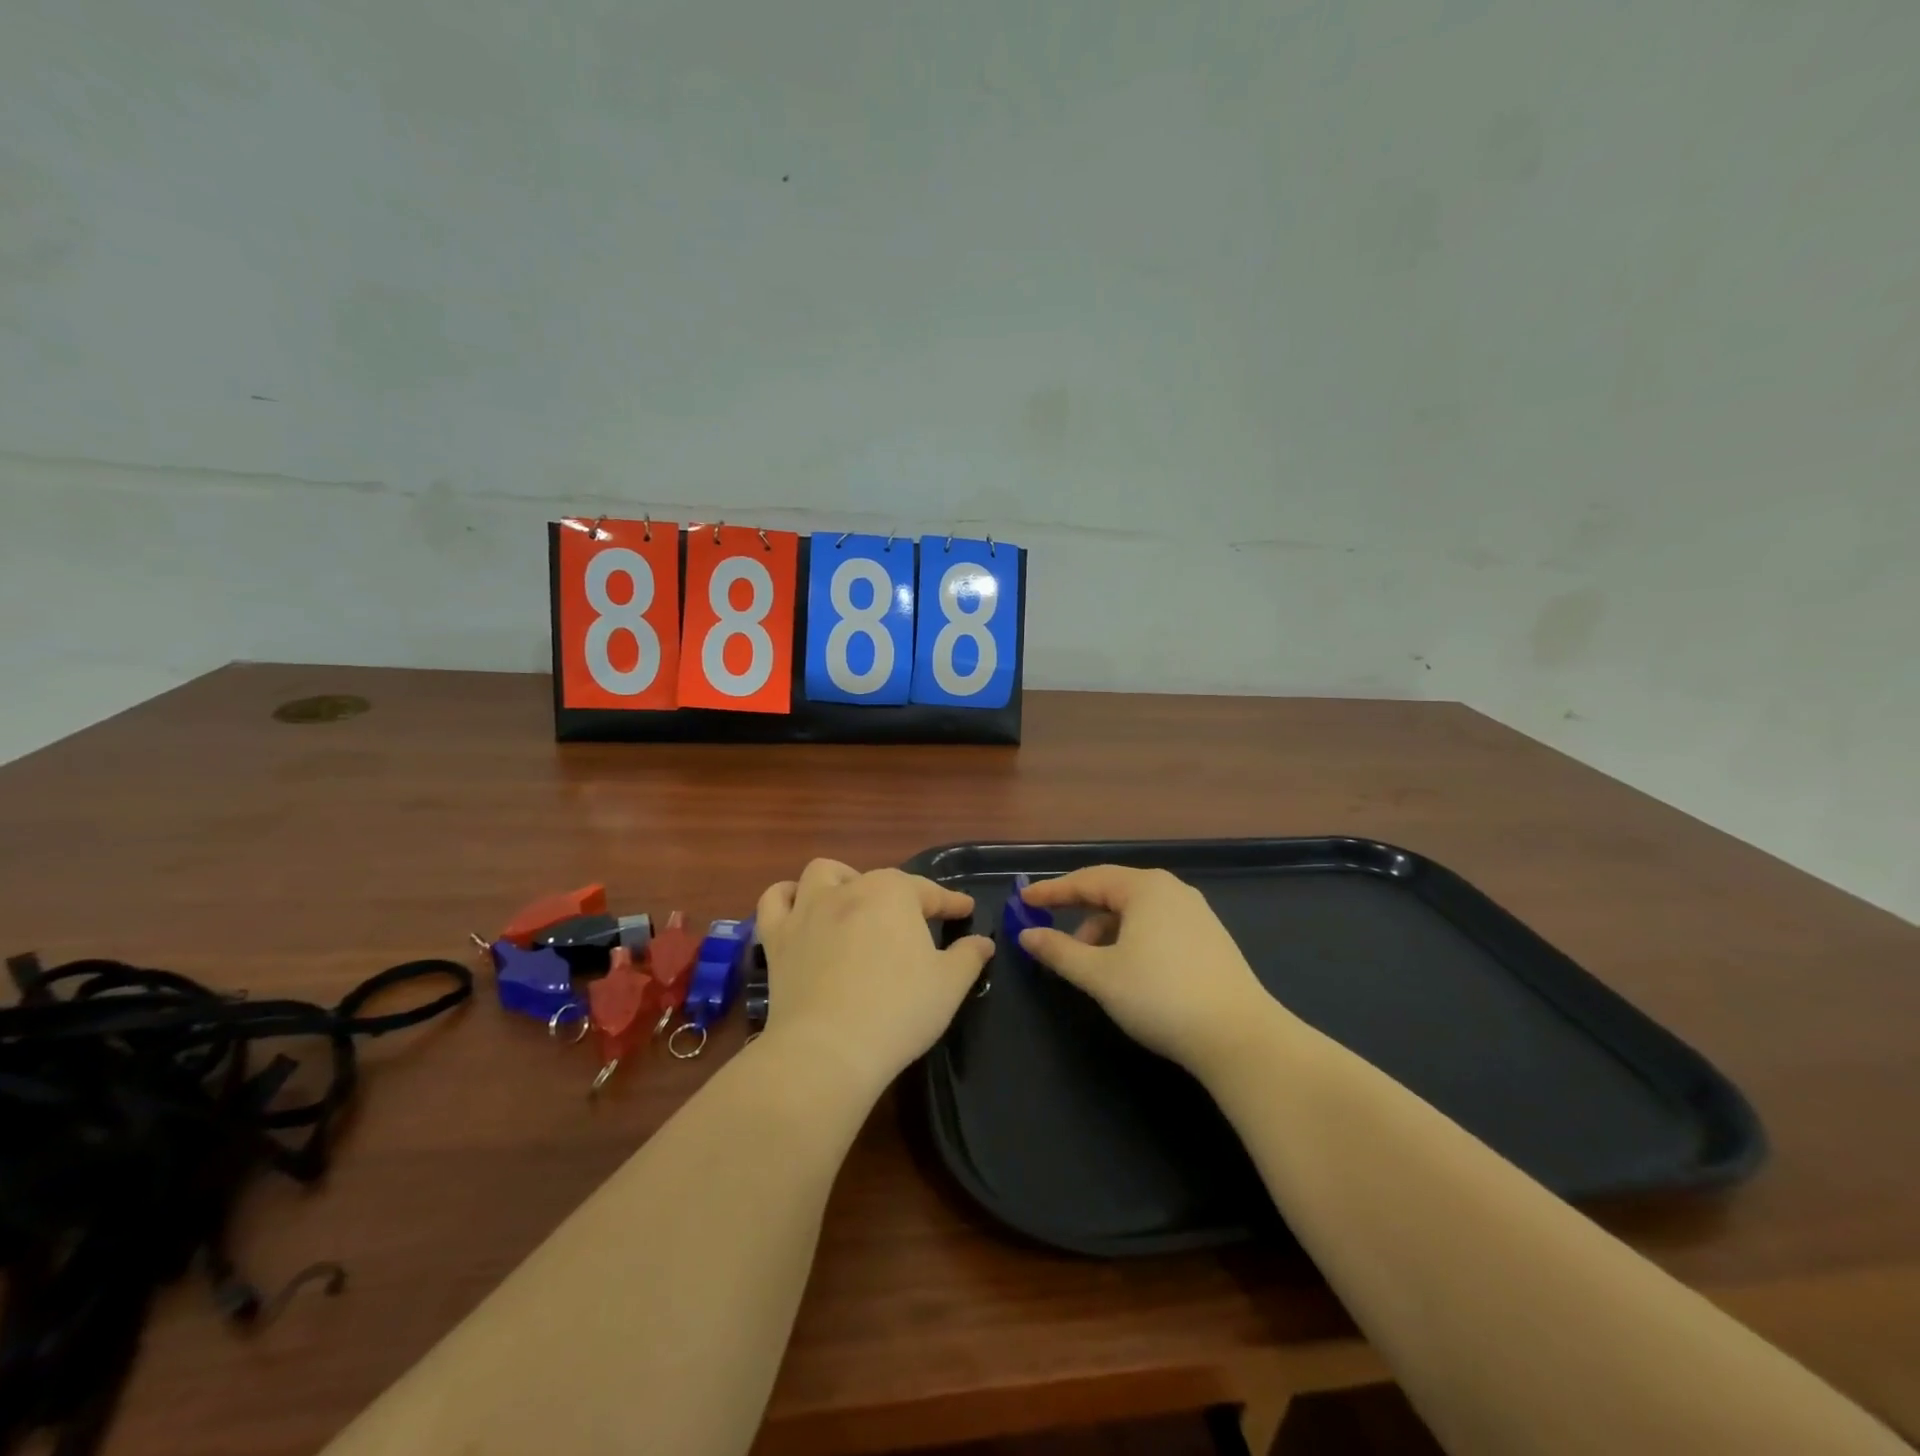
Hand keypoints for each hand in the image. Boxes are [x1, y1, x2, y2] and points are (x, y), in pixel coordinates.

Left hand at [755, 859, 993, 1097]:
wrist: (829, 1049)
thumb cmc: (898, 1011)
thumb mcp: (949, 985)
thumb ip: (969, 956)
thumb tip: (982, 941)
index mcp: (894, 893)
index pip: (929, 892)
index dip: (950, 902)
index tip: (965, 910)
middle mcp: (849, 889)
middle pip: (879, 880)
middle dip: (899, 896)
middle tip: (912, 925)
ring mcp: (808, 910)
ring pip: (822, 874)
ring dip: (840, 880)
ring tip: (852, 901)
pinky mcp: (778, 937)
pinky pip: (775, 901)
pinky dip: (787, 897)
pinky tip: (799, 909)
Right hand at [1018, 865, 1278, 1073]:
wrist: (1239, 1037)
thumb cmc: (1159, 996)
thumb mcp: (1099, 975)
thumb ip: (1059, 951)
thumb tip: (1027, 935)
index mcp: (1145, 887)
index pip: (1087, 879)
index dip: (1052, 891)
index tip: (1023, 902)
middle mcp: (1172, 891)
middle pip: (1113, 892)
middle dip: (1081, 914)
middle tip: (1055, 939)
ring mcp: (1196, 914)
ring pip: (1137, 913)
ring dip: (1106, 932)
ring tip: (1092, 966)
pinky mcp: (1211, 940)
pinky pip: (1158, 927)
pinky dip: (1132, 941)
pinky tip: (1128, 971)